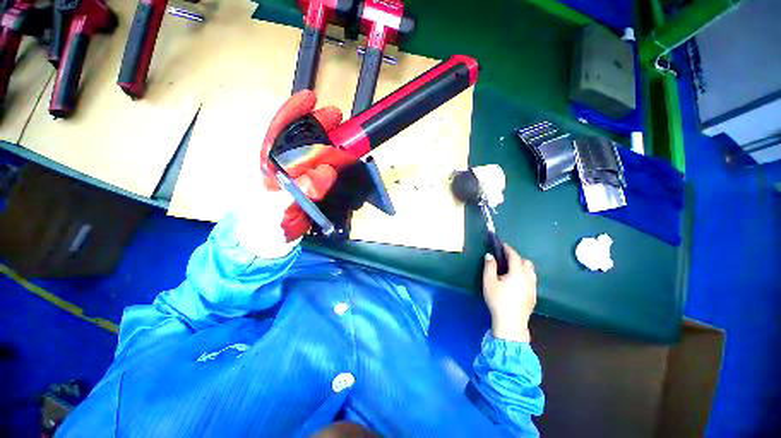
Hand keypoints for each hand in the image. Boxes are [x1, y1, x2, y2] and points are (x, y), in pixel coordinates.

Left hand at [237, 91, 342, 257]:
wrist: (273, 238)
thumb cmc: (267, 221)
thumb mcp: (278, 205)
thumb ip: (300, 190)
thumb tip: (326, 172)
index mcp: (270, 162)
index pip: (280, 130)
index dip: (295, 112)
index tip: (310, 98)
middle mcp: (286, 163)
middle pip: (303, 136)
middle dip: (319, 123)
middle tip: (337, 116)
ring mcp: (302, 173)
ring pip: (318, 152)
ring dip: (333, 142)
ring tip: (346, 137)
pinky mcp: (314, 184)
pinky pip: (328, 169)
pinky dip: (339, 163)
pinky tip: (346, 160)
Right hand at [482, 244, 537, 342]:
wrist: (511, 322)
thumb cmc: (497, 300)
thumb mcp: (489, 282)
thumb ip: (489, 266)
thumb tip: (490, 255)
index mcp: (517, 273)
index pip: (514, 256)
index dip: (508, 249)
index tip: (502, 245)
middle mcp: (528, 278)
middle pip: (526, 262)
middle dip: (517, 257)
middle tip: (506, 258)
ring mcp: (533, 288)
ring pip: (531, 271)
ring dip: (523, 266)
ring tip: (512, 269)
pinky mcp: (534, 296)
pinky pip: (532, 280)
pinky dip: (525, 275)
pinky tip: (517, 282)